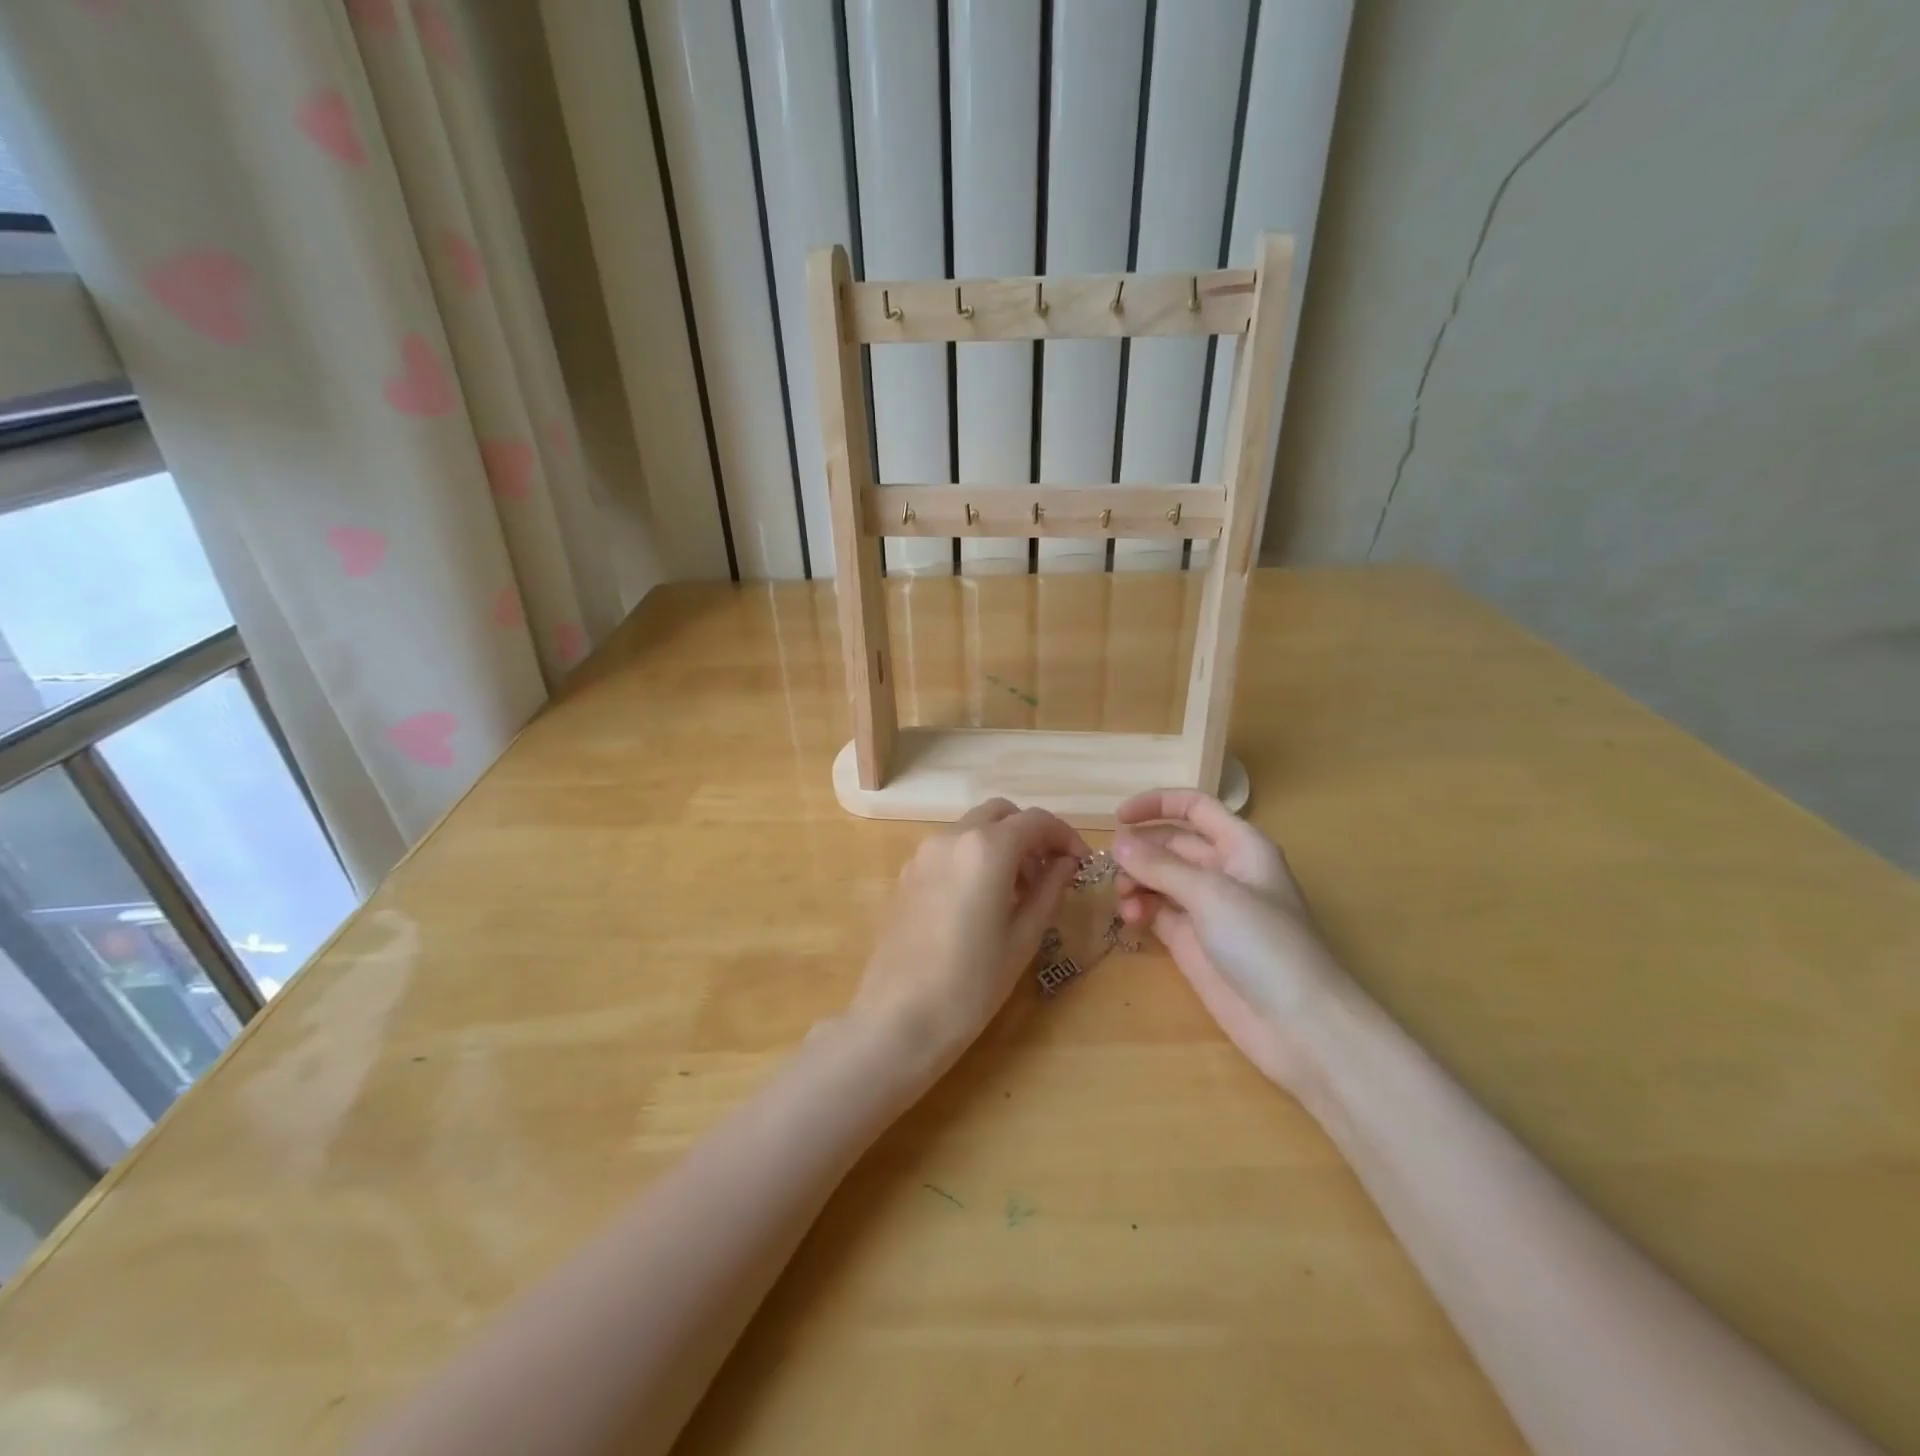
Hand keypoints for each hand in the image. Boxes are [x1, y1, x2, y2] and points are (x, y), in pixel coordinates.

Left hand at [851, 799, 1086, 1079]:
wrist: (899, 1018)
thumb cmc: (972, 983)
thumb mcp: (1024, 938)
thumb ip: (1050, 889)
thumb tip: (1066, 863)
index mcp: (987, 848)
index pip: (1037, 821)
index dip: (1066, 837)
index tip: (1081, 864)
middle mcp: (952, 837)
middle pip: (1001, 814)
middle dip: (1031, 834)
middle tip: (1048, 873)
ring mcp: (924, 853)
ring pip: (973, 828)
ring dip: (1001, 844)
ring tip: (1017, 892)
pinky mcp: (907, 873)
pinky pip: (949, 849)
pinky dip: (973, 857)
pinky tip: (980, 900)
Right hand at [1113, 789, 1348, 1091]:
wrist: (1298, 1025)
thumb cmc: (1264, 944)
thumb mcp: (1211, 894)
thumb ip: (1160, 866)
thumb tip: (1117, 843)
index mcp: (1241, 846)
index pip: (1195, 808)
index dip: (1157, 805)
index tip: (1118, 818)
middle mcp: (1224, 871)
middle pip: (1171, 844)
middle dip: (1140, 851)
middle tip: (1110, 869)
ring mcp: (1207, 908)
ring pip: (1159, 879)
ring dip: (1136, 883)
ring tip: (1125, 902)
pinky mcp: (1193, 942)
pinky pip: (1157, 912)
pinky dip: (1140, 910)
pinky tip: (1131, 920)